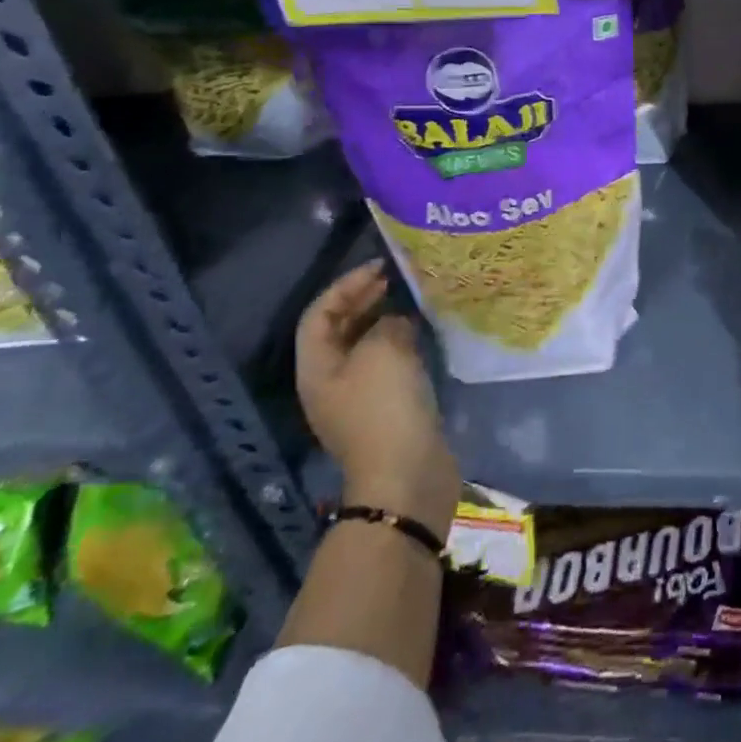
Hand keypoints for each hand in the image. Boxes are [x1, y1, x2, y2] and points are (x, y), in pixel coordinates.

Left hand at [296, 260, 459, 538]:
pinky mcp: (387, 410)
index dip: (346, 285)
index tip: (381, 267)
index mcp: (317, 368)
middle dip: (365, 300)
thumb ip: (388, 323)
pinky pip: (389, 365)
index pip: (320, 314)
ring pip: (366, 347)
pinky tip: (424, 335)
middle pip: (340, 330)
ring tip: (414, 301)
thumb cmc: (384, 407)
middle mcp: (331, 382)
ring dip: (386, 320)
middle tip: (397, 278)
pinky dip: (402, 344)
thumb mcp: (383, 350)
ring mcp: (359, 398)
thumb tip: (398, 321)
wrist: (406, 474)